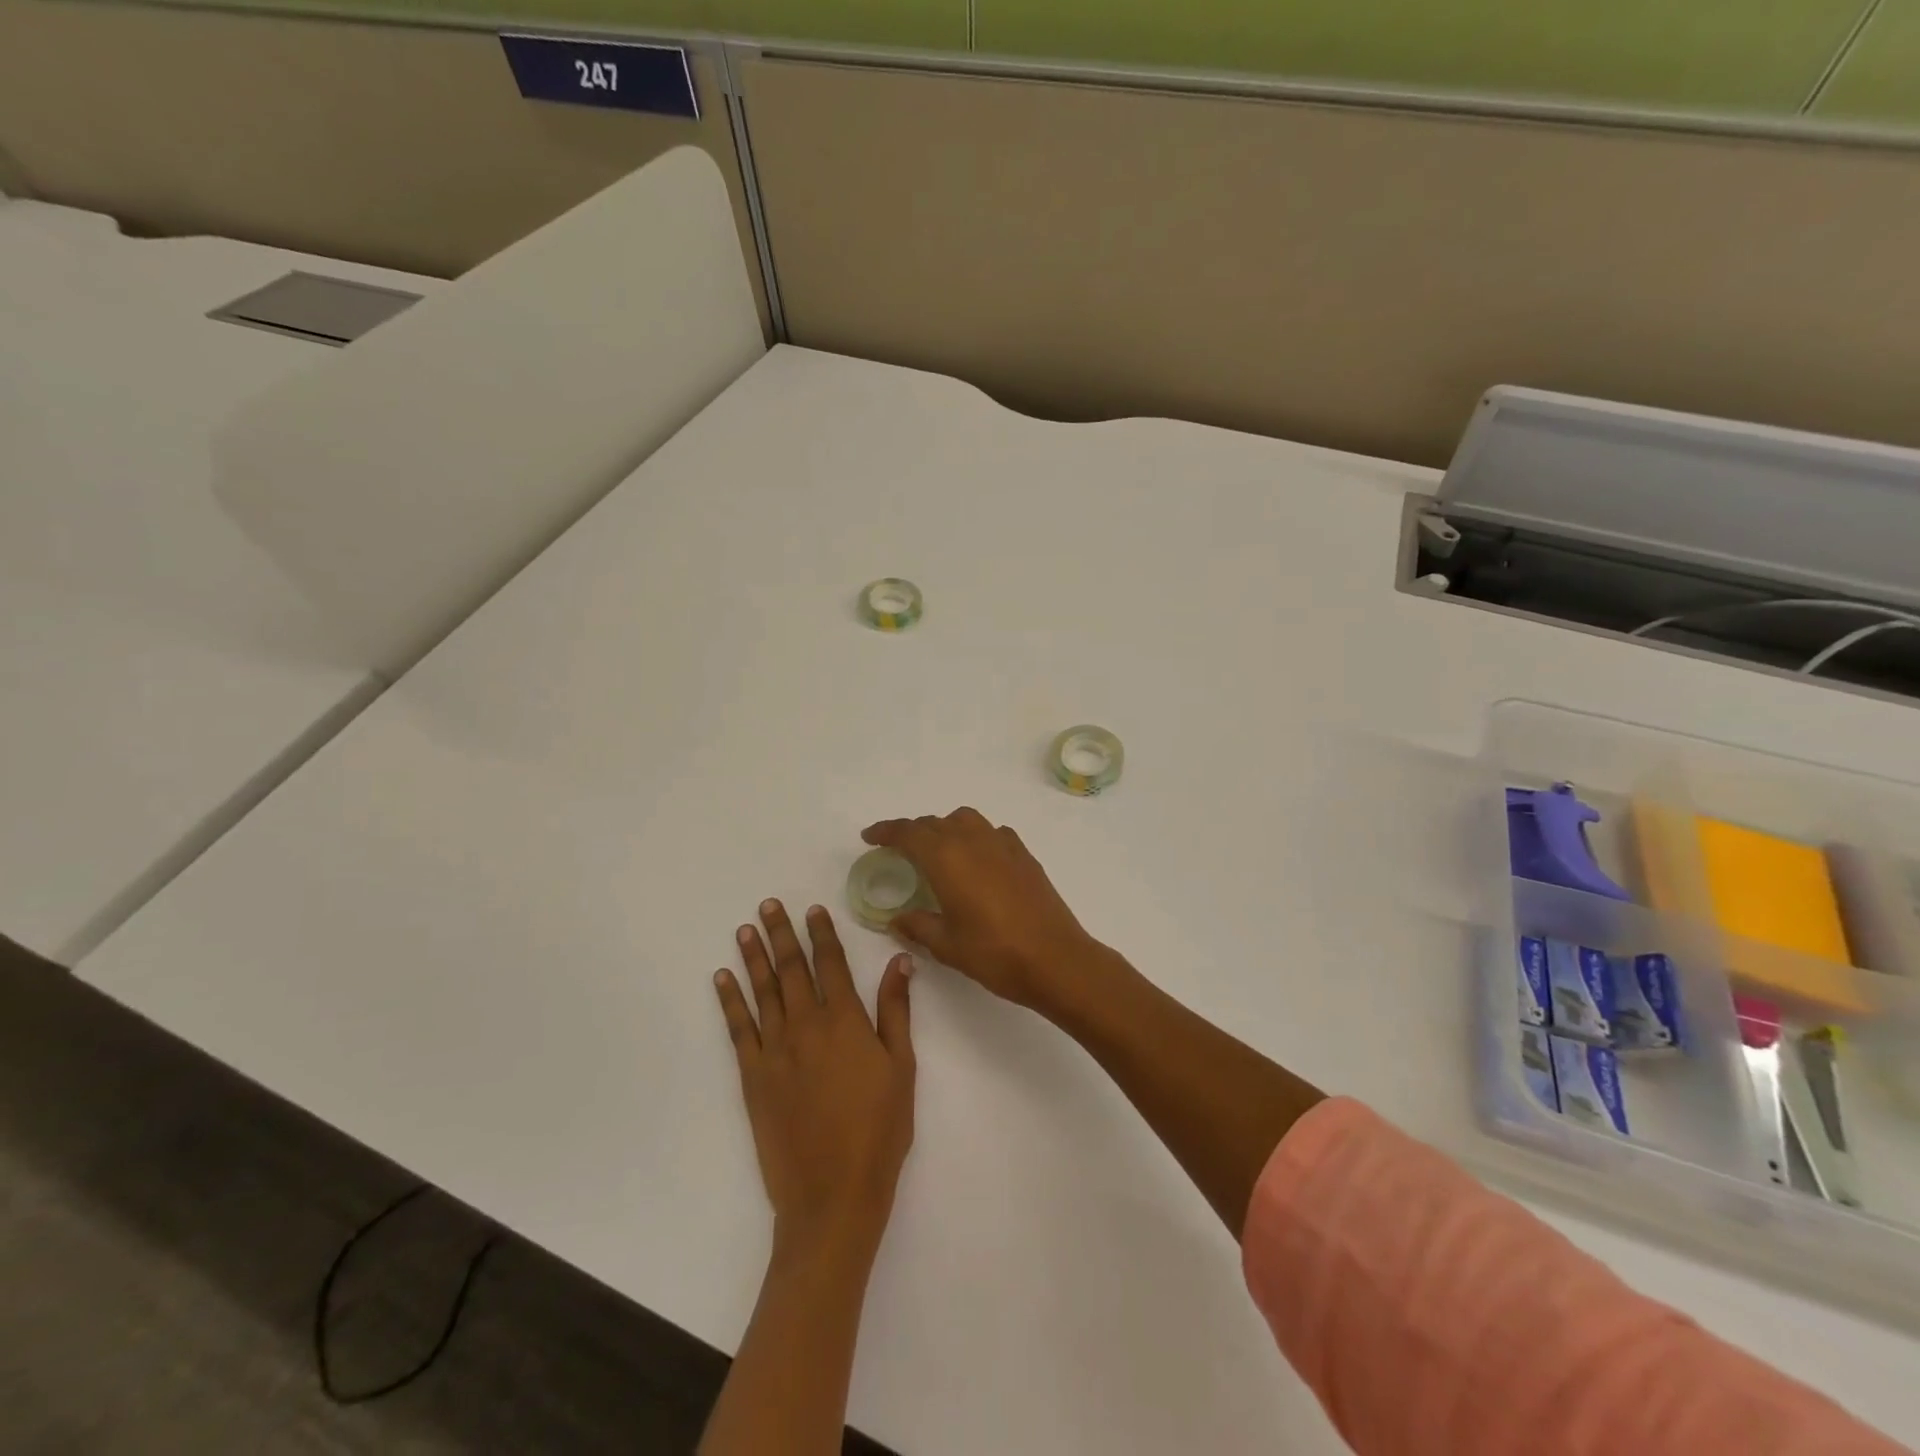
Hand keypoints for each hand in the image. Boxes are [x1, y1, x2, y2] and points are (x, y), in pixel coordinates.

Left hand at [715, 900, 915, 1262]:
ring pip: (763, 991)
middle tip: (768, 905)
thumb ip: (897, 1010)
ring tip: (745, 929)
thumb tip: (900, 961)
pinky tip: (722, 979)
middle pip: (792, 968)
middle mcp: (807, 1025)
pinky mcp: (753, 1076)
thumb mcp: (902, 1067)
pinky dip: (730, 1000)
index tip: (812, 909)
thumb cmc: (879, 1130)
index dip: (821, 933)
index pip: (831, 963)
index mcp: (846, 1021)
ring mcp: (776, 1049)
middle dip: (781, 933)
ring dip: (754, 957)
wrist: (833, 1194)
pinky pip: (738, 1029)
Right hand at [862, 808, 1109, 1015]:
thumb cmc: (995, 953)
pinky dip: (975, 837)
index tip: (870, 836)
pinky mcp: (1024, 855)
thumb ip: (918, 926)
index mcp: (947, 858)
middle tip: (898, 850)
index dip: (886, 831)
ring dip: (945, 829)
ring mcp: (1003, 844)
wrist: (1056, 959)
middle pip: (935, 824)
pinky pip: (991, 832)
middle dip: (913, 833)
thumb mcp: (947, 945)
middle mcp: (973, 841)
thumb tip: (897, 918)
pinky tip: (976, 861)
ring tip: (937, 852)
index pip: (909, 833)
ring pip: (965, 821)